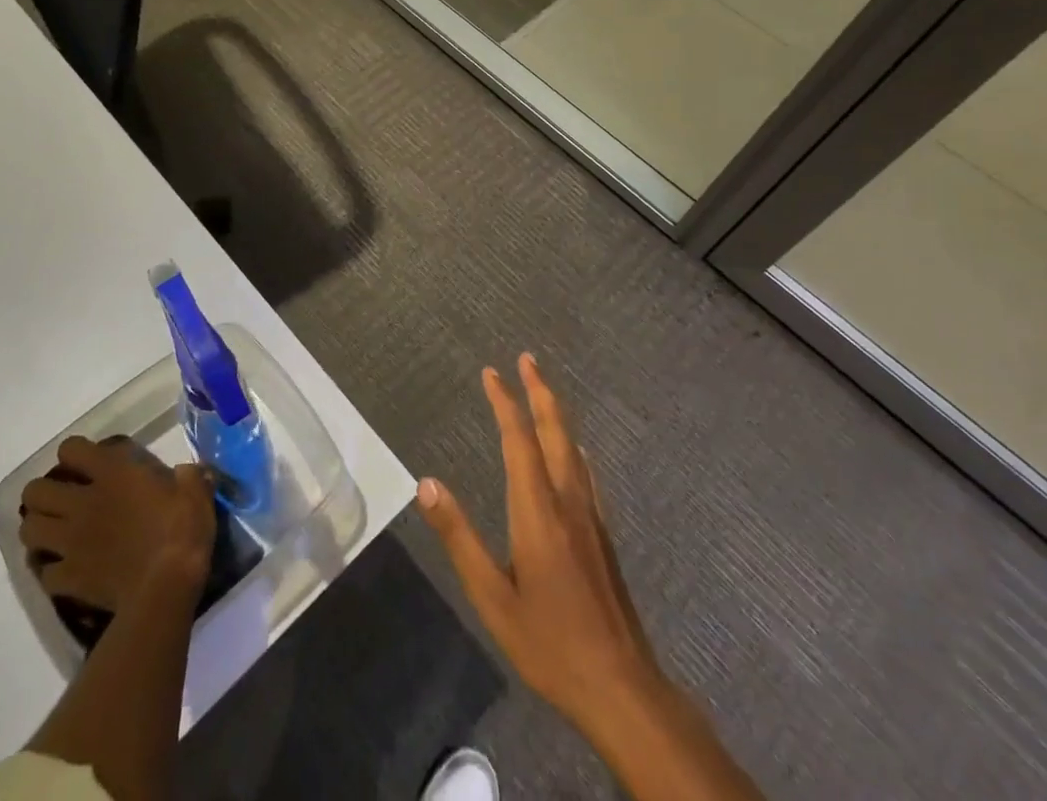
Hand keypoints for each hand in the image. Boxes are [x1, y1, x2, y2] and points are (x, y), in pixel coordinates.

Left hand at [20, 436, 215, 612]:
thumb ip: (189, 476)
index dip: (74, 453)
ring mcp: (70, 542)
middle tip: (62, 498)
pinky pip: (44, 572)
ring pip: (28, 529)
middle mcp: (82, 502)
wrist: (165, 587)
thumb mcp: (196, 491)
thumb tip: (186, 472)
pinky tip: (66, 569)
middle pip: (35, 491)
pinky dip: (51, 569)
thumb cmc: (182, 530)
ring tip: (54, 531)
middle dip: (43, 493)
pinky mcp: (68, 578)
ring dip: (38, 527)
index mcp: (113, 473)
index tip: (88, 462)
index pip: (71, 449)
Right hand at [417, 354, 659, 735]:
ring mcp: (590, 517)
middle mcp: (567, 501)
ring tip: (544, 392)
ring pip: (573, 448)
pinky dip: (572, 446)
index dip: (505, 402)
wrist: (621, 686)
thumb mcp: (492, 597)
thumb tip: (426, 484)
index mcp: (537, 510)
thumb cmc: (549, 642)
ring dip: (556, 413)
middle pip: (555, 431)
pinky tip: (574, 453)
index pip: (519, 440)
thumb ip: (459, 538)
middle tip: (527, 359)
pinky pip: (585, 471)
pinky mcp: (603, 535)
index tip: (491, 372)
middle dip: (540, 391)